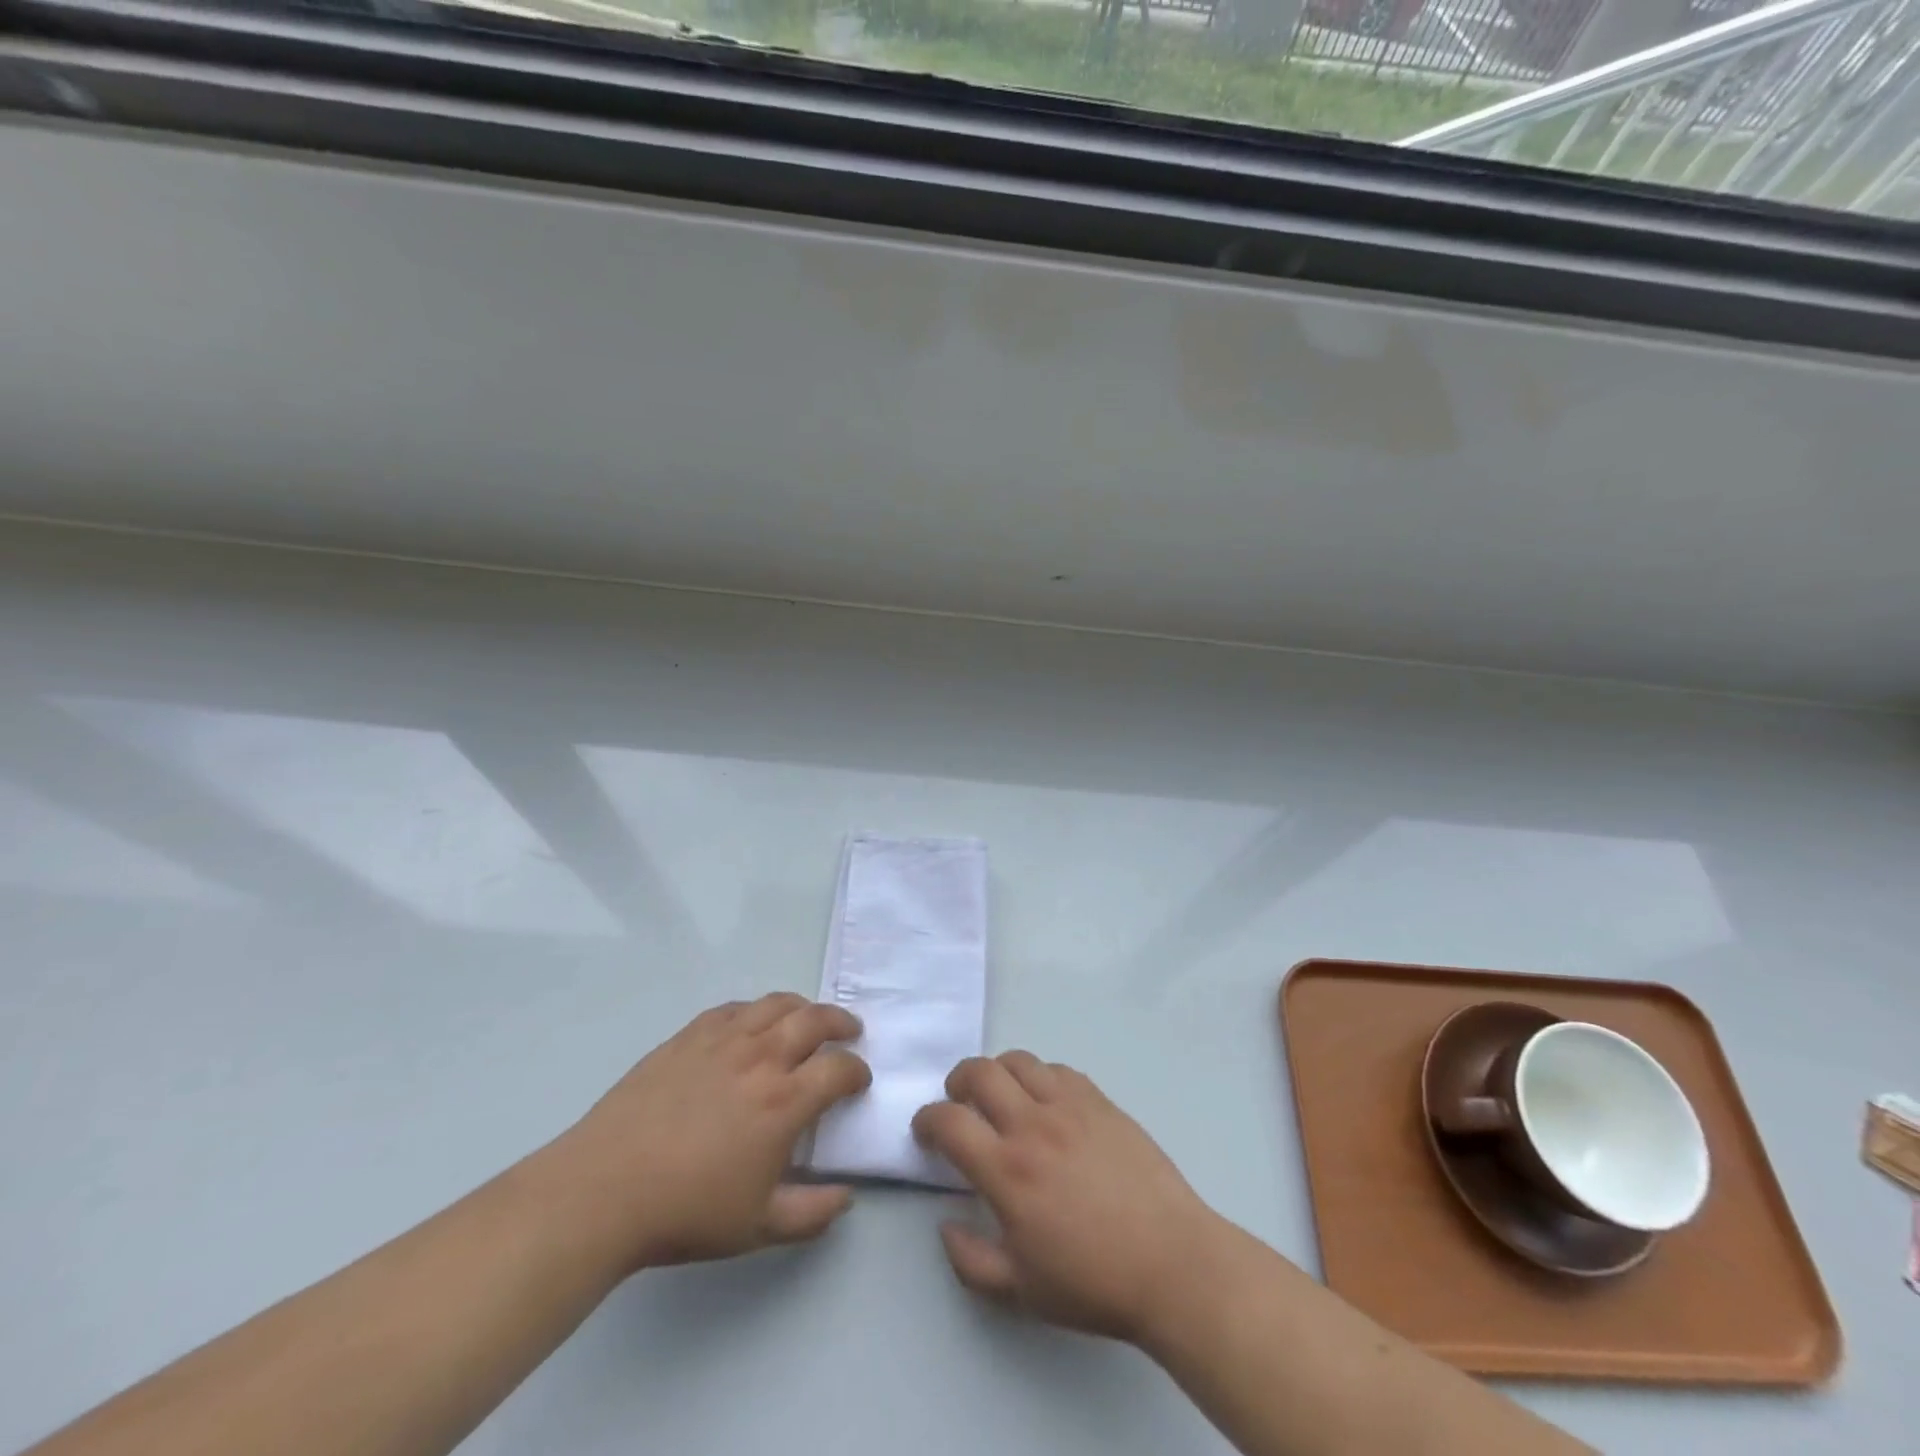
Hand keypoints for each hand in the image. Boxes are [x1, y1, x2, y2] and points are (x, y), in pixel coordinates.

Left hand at [552, 994, 870, 1270]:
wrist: (604, 1190)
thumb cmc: (687, 1211)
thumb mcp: (758, 1227)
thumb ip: (812, 1213)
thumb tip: (847, 1197)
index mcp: (784, 1101)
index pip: (839, 1070)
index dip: (856, 1072)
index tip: (858, 1081)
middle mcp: (761, 1058)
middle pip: (815, 1020)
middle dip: (841, 1023)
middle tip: (849, 1032)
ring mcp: (723, 1041)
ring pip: (776, 1004)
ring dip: (803, 1007)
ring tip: (808, 1018)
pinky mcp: (688, 1036)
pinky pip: (733, 1009)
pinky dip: (755, 1010)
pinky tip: (752, 1024)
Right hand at [912, 1053, 1220, 1343]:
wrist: (1173, 1264)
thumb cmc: (1094, 1283)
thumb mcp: (1020, 1291)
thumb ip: (970, 1260)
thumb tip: (945, 1223)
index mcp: (1008, 1171)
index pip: (949, 1121)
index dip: (926, 1120)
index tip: (925, 1131)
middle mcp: (1033, 1125)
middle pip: (980, 1072)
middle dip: (957, 1080)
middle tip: (958, 1102)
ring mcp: (1070, 1106)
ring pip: (1019, 1060)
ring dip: (997, 1071)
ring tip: (1000, 1095)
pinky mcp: (1101, 1101)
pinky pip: (1058, 1070)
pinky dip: (1039, 1077)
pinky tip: (1045, 1102)